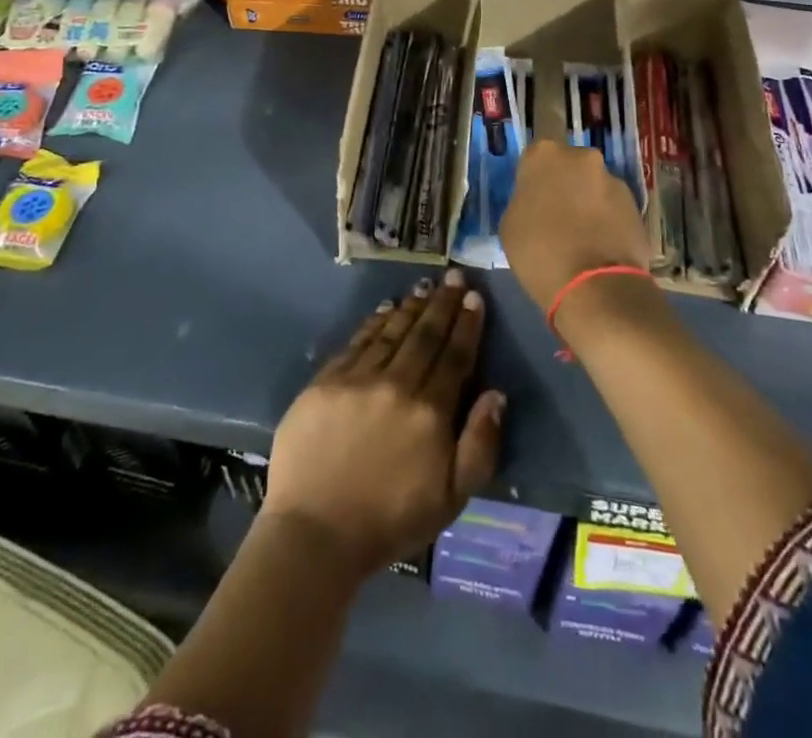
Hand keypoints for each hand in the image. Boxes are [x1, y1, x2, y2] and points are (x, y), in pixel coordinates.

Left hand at [263, 269, 504, 574]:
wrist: (315, 534)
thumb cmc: (390, 522)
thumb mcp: (451, 498)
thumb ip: (479, 445)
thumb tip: (496, 394)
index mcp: (430, 411)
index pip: (455, 356)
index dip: (467, 324)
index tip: (475, 297)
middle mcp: (396, 384)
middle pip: (425, 334)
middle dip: (443, 303)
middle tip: (454, 276)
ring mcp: (358, 378)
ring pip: (392, 331)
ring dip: (411, 306)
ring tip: (425, 286)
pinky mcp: (326, 381)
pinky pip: (357, 341)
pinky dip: (375, 322)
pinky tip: (385, 308)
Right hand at [498, 140, 651, 312]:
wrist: (595, 286)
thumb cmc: (539, 252)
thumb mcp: (510, 224)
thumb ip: (524, 200)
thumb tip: (539, 203)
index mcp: (544, 154)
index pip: (535, 157)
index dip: (534, 180)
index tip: (533, 201)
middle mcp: (582, 157)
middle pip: (570, 167)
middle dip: (565, 186)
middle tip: (557, 217)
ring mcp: (613, 180)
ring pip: (594, 187)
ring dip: (588, 203)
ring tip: (583, 238)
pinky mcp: (636, 205)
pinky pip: (613, 208)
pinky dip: (607, 221)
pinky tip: (601, 247)